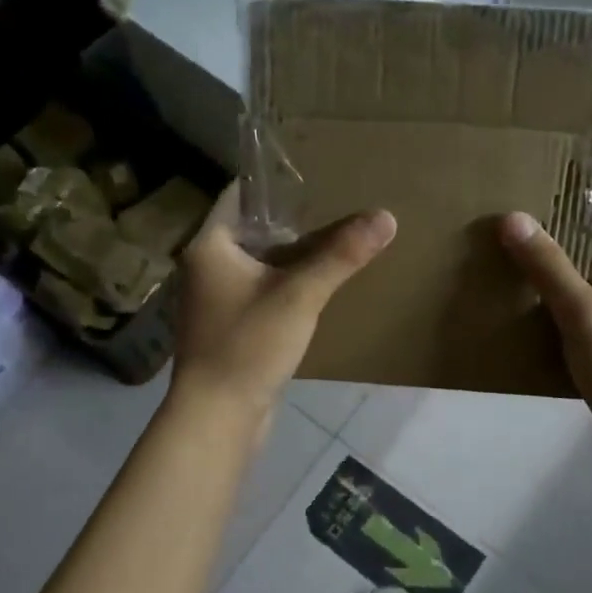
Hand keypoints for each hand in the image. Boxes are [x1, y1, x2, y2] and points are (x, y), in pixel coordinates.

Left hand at [172, 190, 395, 419]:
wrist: (217, 418)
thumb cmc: (248, 345)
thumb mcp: (300, 295)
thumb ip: (341, 254)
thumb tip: (386, 216)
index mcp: (209, 247)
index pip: (238, 196)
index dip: (272, 183)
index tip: (312, 175)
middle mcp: (205, 268)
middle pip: (251, 232)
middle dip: (290, 222)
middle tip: (335, 206)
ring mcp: (214, 301)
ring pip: (257, 265)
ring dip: (290, 257)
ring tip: (333, 243)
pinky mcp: (228, 329)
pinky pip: (260, 294)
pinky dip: (284, 286)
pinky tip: (315, 289)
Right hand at [498, 202, 591, 476]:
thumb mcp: (583, 315)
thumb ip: (549, 267)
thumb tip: (513, 218)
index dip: (588, 184)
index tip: (544, 173)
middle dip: (565, 220)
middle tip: (517, 208)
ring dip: (564, 258)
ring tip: (517, 246)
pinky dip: (567, 292)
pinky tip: (532, 298)